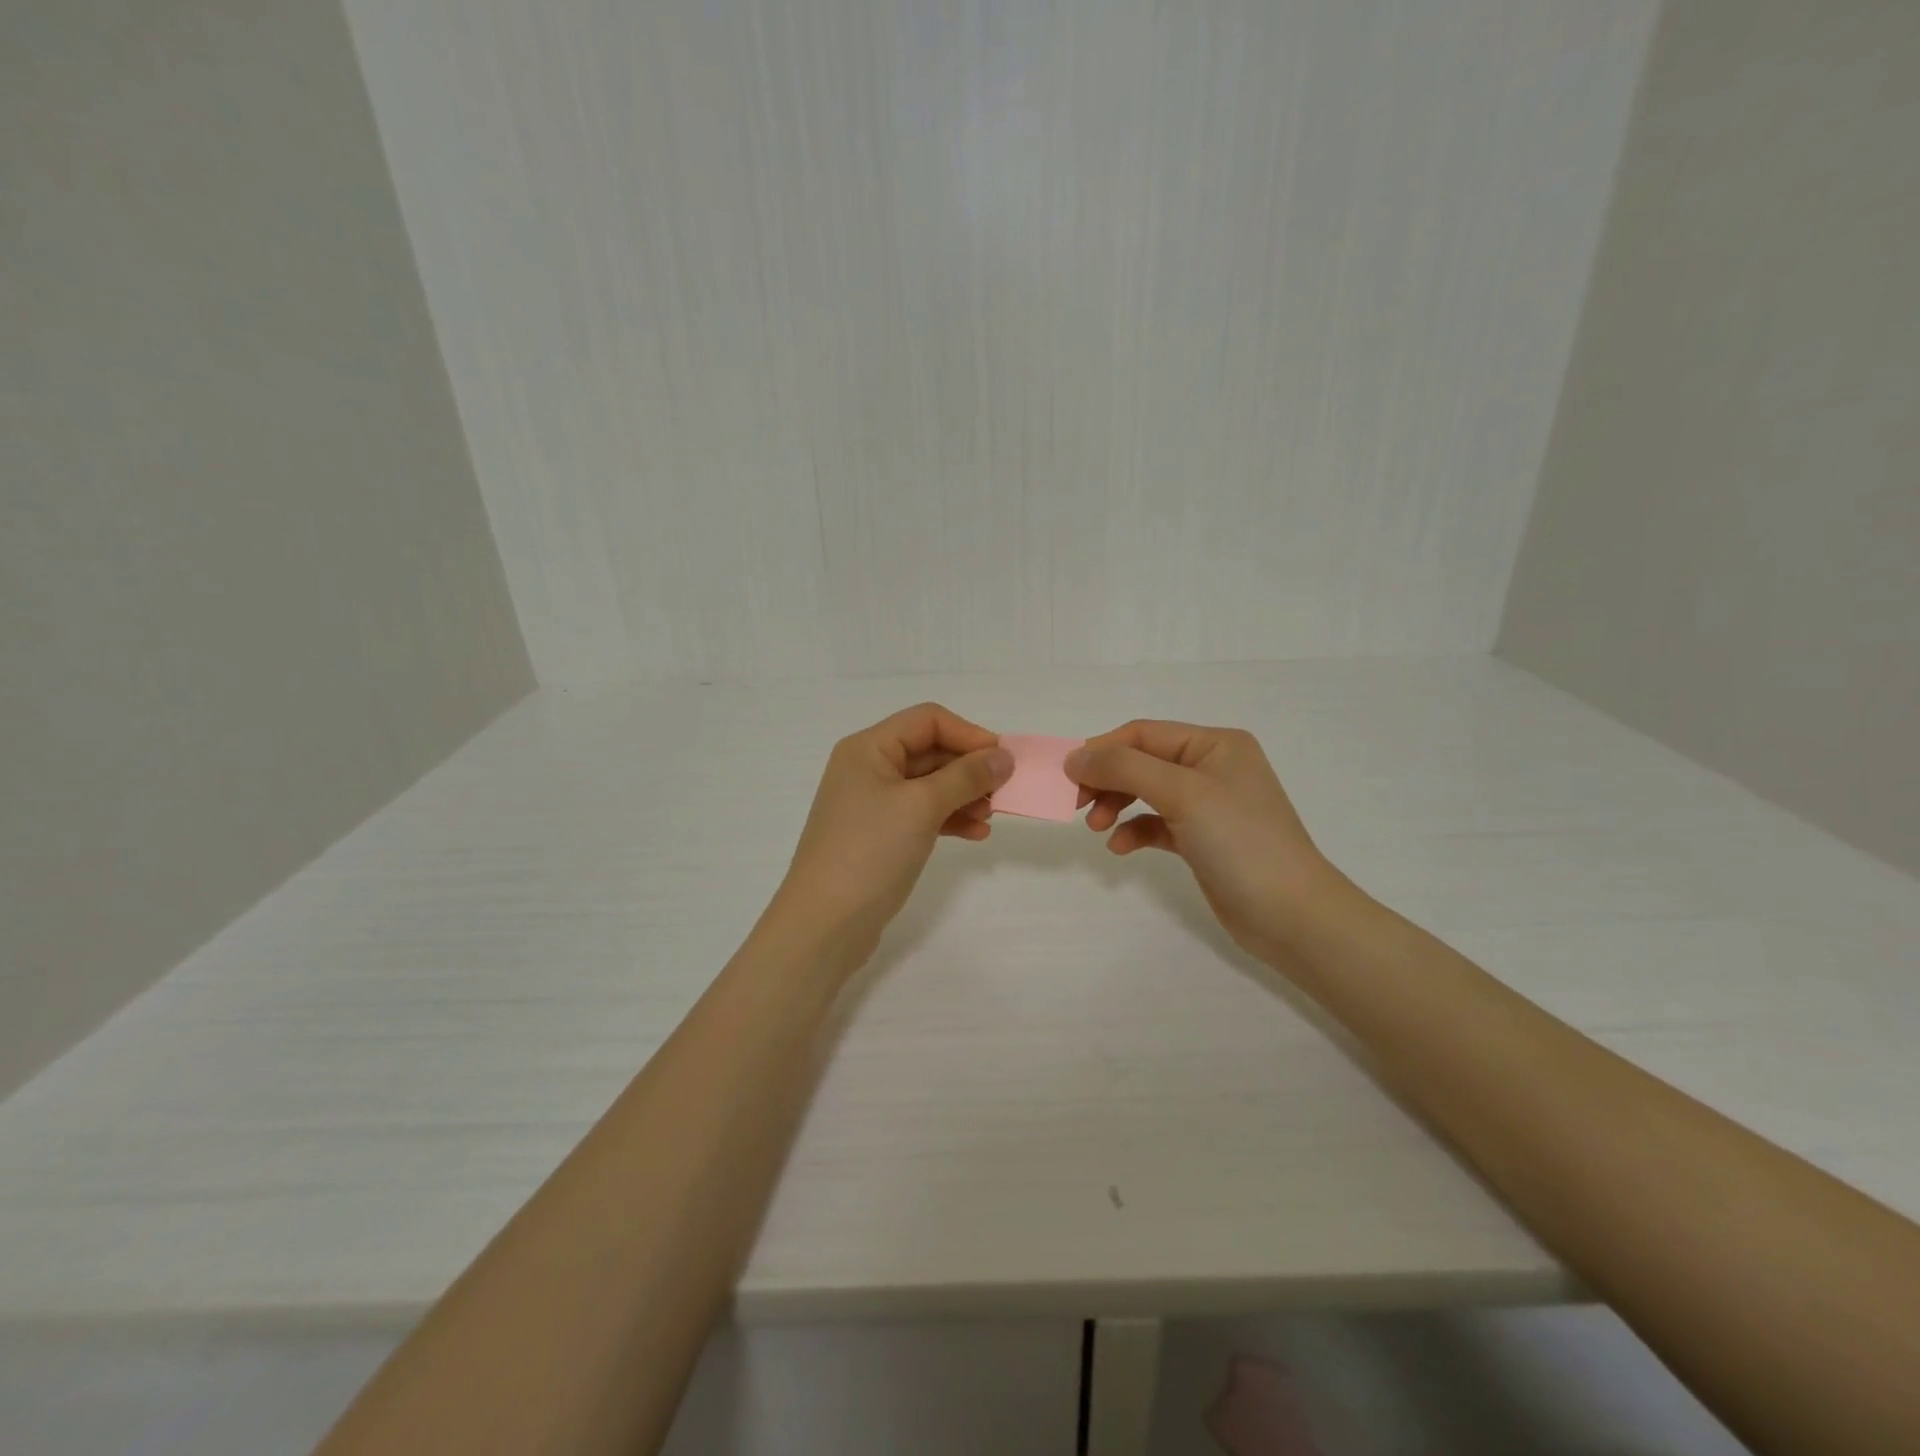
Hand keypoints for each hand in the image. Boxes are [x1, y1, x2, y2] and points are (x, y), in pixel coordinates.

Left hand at [766, 703, 1012, 975]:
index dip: (969, 734)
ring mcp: (872, 804)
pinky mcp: (880, 835)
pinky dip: (950, 819)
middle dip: (969, 768)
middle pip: (930, 751)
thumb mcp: (922, 806)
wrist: (824, 924)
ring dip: (964, 795)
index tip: (1004, 760)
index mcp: (868, 748)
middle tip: (1004, 791)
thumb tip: (1003, 756)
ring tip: (991, 816)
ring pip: (929, 785)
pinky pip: (922, 814)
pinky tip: (976, 834)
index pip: (928, 720)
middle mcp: (868, 768)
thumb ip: (966, 777)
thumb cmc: (870, 851)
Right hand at [1067, 721, 1340, 962]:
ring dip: (1116, 805)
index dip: (1102, 750)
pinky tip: (1121, 848)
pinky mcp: (1203, 839)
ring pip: (1146, 792)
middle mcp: (1211, 767)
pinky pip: (1157, 823)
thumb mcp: (1182, 794)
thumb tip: (1075, 758)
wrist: (1291, 915)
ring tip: (1096, 828)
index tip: (1068, 777)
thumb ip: (1125, 769)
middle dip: (1107, 780)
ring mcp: (1208, 804)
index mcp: (1214, 744)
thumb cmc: (1240, 842)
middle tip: (1076, 805)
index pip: (1143, 734)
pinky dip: (1135, 830)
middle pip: (1142, 761)